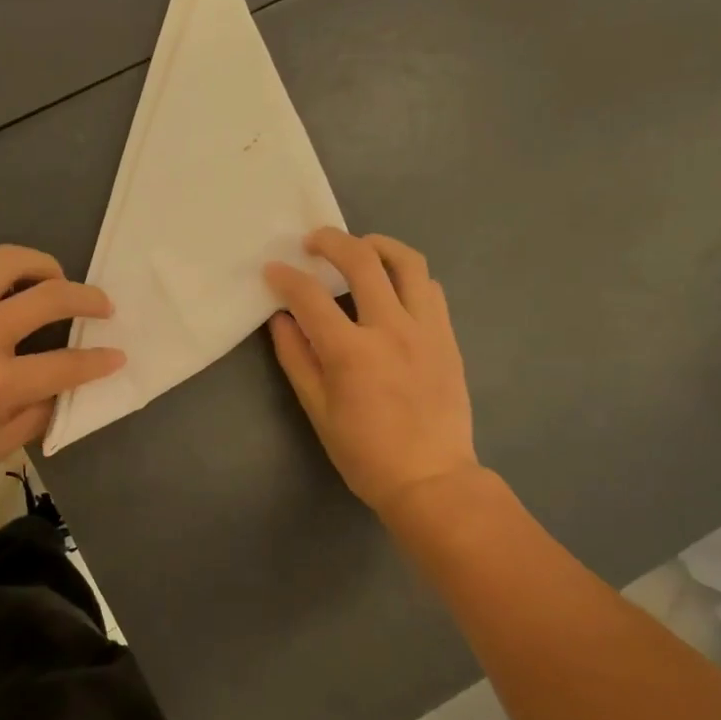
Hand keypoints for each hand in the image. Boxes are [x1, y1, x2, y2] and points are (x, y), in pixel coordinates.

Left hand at [0, 245, 123, 499]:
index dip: (101, 361)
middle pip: (50, 296)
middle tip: (102, 306)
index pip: (68, 364)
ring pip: (8, 261)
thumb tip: (61, 388)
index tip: (117, 355)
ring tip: (54, 280)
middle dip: (89, 298)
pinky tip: (1, 278)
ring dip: (43, 265)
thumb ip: (35, 416)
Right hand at [265, 228, 480, 516]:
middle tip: (313, 241)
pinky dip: (407, 275)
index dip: (285, 278)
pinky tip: (392, 286)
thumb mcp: (318, 411)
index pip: (310, 297)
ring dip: (378, 245)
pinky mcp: (448, 336)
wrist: (431, 479)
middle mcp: (391, 328)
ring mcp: (426, 329)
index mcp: (351, 352)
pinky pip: (430, 288)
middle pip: (361, 260)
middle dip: (331, 241)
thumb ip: (297, 359)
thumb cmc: (365, 454)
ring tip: (360, 248)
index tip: (272, 270)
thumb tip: (281, 319)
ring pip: (407, 262)